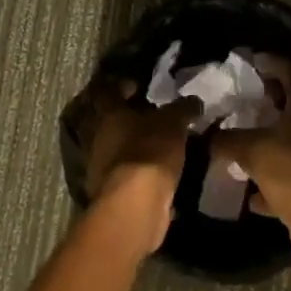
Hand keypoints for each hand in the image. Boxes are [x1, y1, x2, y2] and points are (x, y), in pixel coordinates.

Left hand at [72, 76, 196, 251]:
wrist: (135, 206)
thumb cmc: (149, 152)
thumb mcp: (174, 123)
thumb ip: (183, 109)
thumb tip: (193, 101)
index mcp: (108, 114)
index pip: (106, 90)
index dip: (120, 85)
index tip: (137, 86)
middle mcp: (97, 137)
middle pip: (104, 120)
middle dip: (123, 117)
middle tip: (146, 115)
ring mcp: (98, 166)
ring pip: (111, 147)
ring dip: (128, 145)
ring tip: (153, 145)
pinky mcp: (107, 191)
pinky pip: (120, 172)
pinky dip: (133, 169)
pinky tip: (152, 171)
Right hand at [212, 55, 290, 226]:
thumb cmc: (289, 168)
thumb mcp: (249, 149)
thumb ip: (226, 139)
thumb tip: (207, 137)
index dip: (272, 63)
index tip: (254, 63)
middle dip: (276, 99)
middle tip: (253, 99)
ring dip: (277, 137)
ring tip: (250, 138)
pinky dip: (276, 178)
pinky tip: (253, 192)